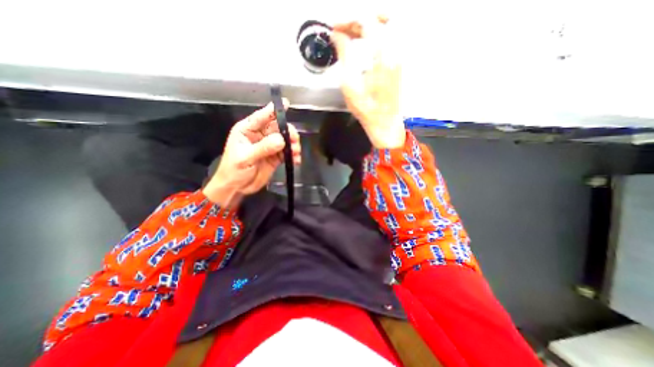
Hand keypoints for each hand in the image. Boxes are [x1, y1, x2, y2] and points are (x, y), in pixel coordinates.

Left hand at [204, 101, 302, 208]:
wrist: (237, 188)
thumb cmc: (234, 170)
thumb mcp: (246, 158)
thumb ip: (263, 148)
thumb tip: (281, 140)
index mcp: (247, 130)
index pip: (261, 117)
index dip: (273, 110)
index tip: (286, 104)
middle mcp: (260, 136)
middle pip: (278, 127)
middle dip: (288, 132)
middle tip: (294, 141)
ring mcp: (269, 146)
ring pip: (285, 139)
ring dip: (293, 144)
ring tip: (296, 153)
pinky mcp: (276, 156)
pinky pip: (287, 152)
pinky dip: (293, 155)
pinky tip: (296, 160)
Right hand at [333, 16, 403, 147]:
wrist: (384, 122)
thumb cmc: (366, 108)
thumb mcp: (349, 83)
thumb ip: (344, 54)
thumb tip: (337, 36)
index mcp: (382, 55)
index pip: (366, 21)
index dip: (348, 21)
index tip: (335, 28)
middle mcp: (394, 50)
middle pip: (380, 18)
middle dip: (359, 20)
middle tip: (344, 30)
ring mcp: (398, 56)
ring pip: (386, 26)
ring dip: (368, 25)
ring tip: (352, 35)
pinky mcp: (398, 62)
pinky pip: (389, 38)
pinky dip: (375, 35)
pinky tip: (363, 45)